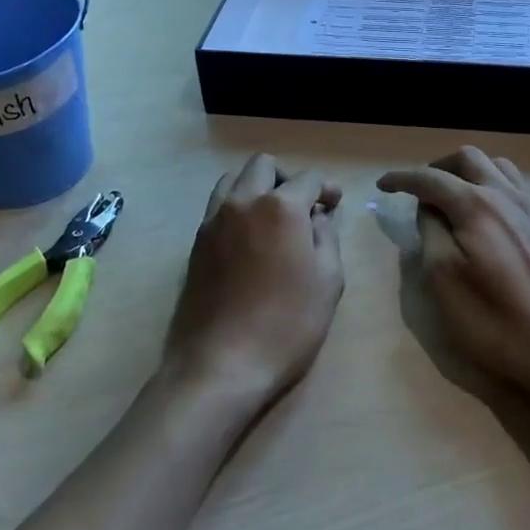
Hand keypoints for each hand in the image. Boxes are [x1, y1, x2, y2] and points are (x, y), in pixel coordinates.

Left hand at [163, 153, 345, 408]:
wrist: (221, 363)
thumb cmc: (286, 324)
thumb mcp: (328, 281)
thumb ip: (326, 237)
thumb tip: (318, 216)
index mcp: (280, 208)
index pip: (308, 178)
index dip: (326, 188)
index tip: (334, 205)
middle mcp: (243, 202)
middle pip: (264, 166)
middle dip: (287, 178)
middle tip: (302, 207)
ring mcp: (214, 220)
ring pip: (233, 179)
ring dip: (256, 187)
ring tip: (271, 218)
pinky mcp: (196, 242)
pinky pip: (217, 206)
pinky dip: (236, 208)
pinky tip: (248, 239)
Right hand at [378, 147, 529, 399]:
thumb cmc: (494, 320)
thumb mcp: (443, 280)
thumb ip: (430, 233)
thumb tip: (429, 208)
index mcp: (476, 205)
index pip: (430, 178)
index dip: (402, 178)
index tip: (382, 185)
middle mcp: (507, 195)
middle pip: (469, 158)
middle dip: (439, 166)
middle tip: (420, 189)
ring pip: (500, 167)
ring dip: (471, 172)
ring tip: (455, 195)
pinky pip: (524, 188)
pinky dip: (501, 188)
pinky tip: (497, 211)